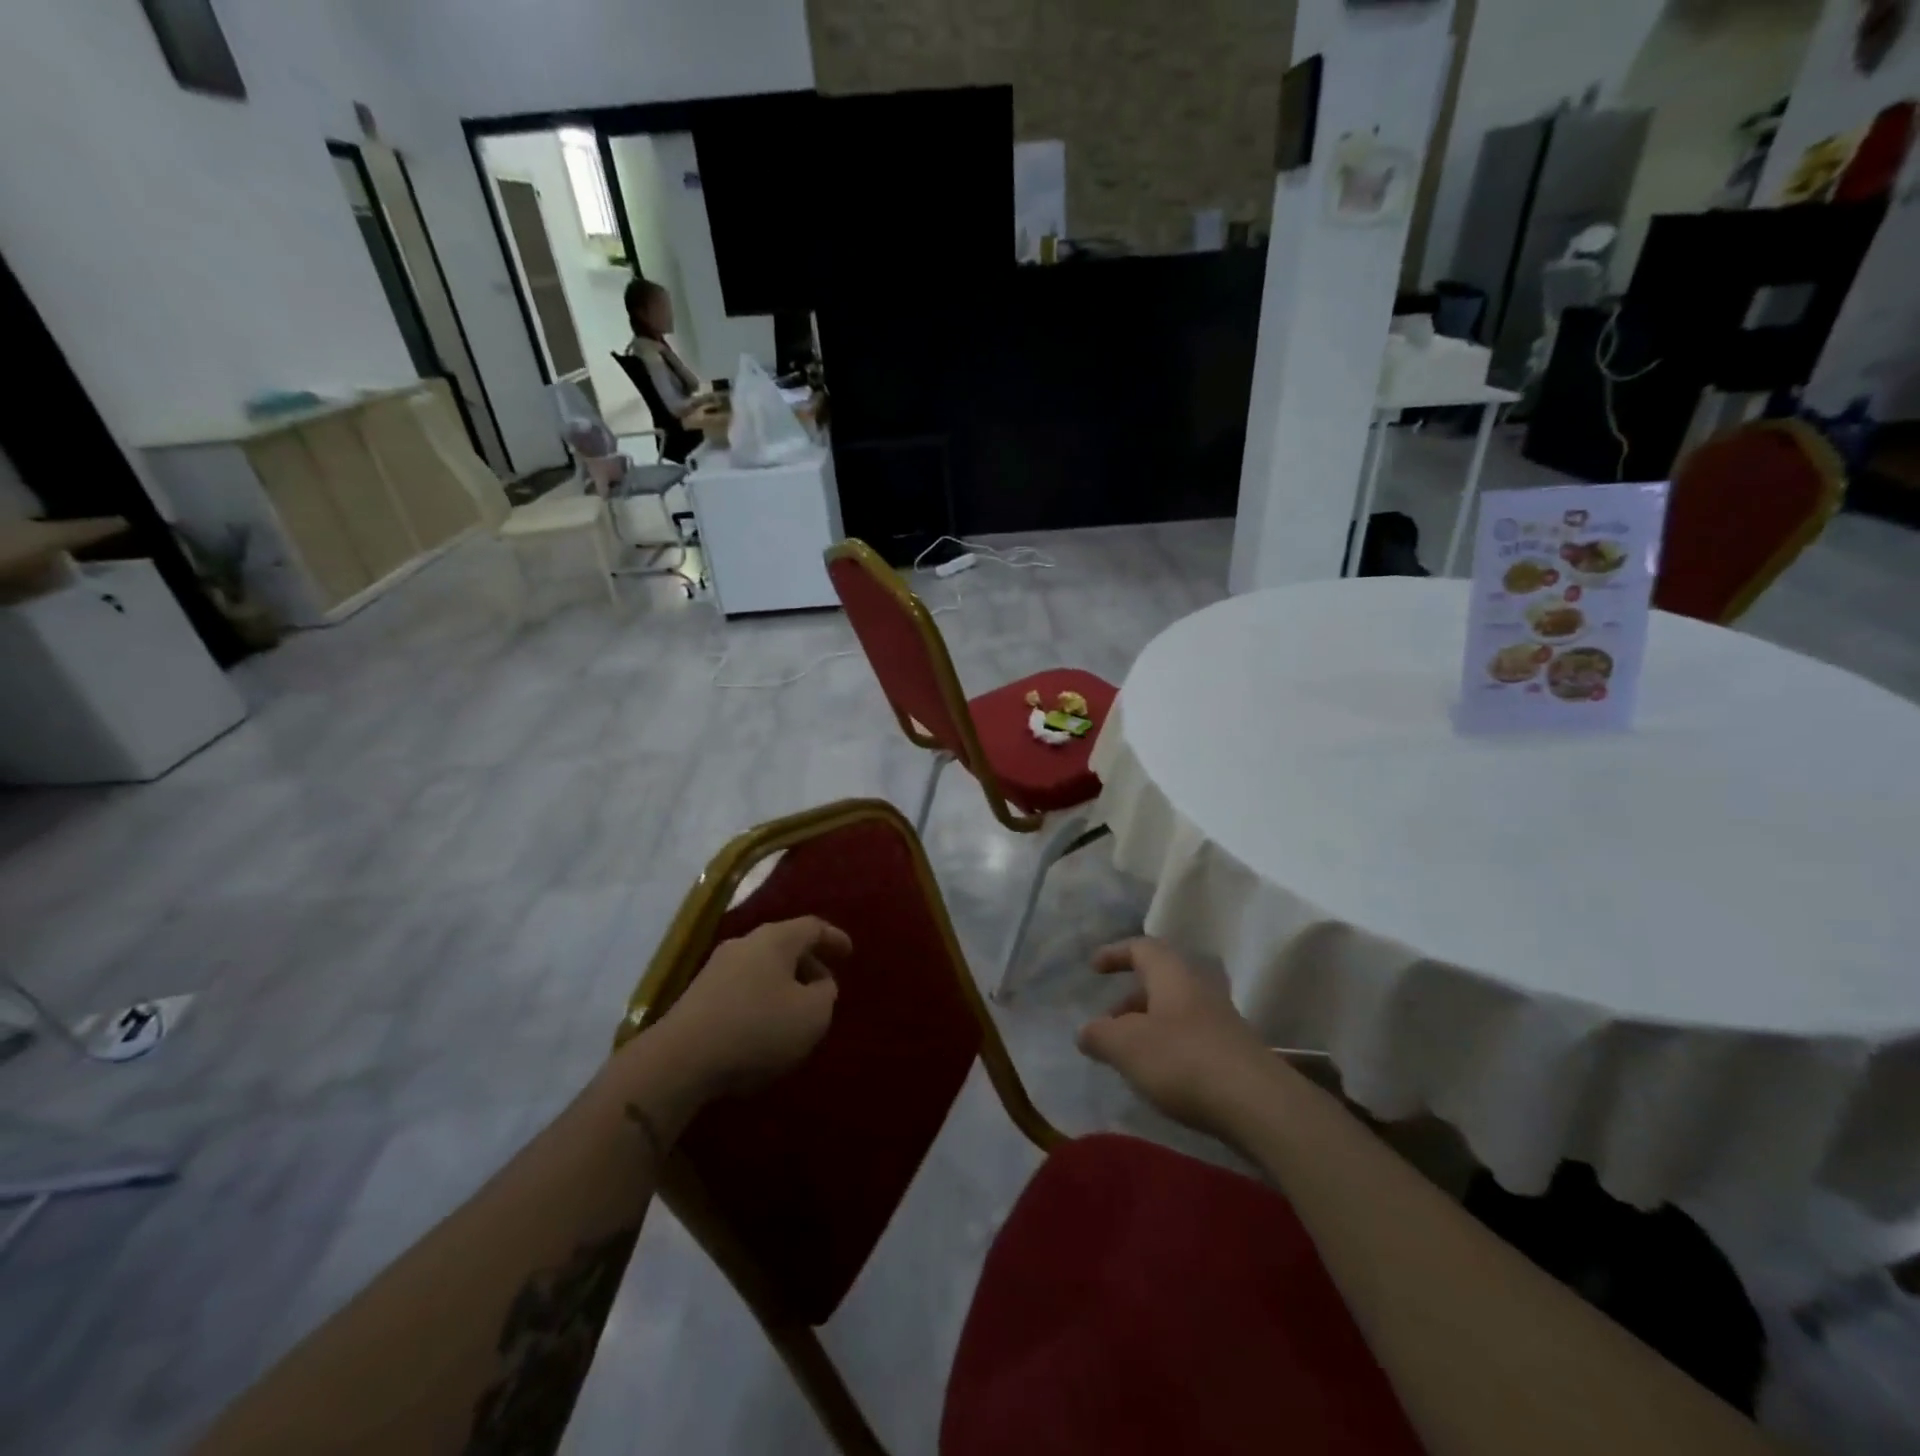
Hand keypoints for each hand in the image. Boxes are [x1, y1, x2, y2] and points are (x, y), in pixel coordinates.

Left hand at [645, 917, 848, 1100]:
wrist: (680, 1060)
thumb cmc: (758, 1028)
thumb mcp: (812, 1015)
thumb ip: (825, 994)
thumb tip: (819, 984)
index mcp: (775, 939)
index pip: (812, 927)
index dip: (834, 938)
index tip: (849, 953)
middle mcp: (744, 944)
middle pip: (785, 946)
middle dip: (808, 964)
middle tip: (825, 987)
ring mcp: (716, 968)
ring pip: (762, 968)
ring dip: (783, 985)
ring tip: (796, 1011)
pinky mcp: (698, 996)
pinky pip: (742, 988)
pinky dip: (761, 1000)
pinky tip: (764, 1028)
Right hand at [1076, 939, 1273, 1135]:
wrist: (1258, 1104)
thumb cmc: (1183, 1060)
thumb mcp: (1126, 1046)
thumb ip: (1099, 1035)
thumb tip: (1086, 1032)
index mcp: (1172, 973)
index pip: (1141, 948)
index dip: (1115, 953)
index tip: (1094, 968)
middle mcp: (1198, 987)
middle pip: (1159, 980)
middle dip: (1130, 998)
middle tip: (1108, 1022)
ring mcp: (1220, 1019)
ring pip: (1175, 1010)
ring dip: (1148, 1025)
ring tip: (1129, 1056)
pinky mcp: (1233, 1051)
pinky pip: (1191, 1036)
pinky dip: (1169, 1047)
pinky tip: (1160, 1076)